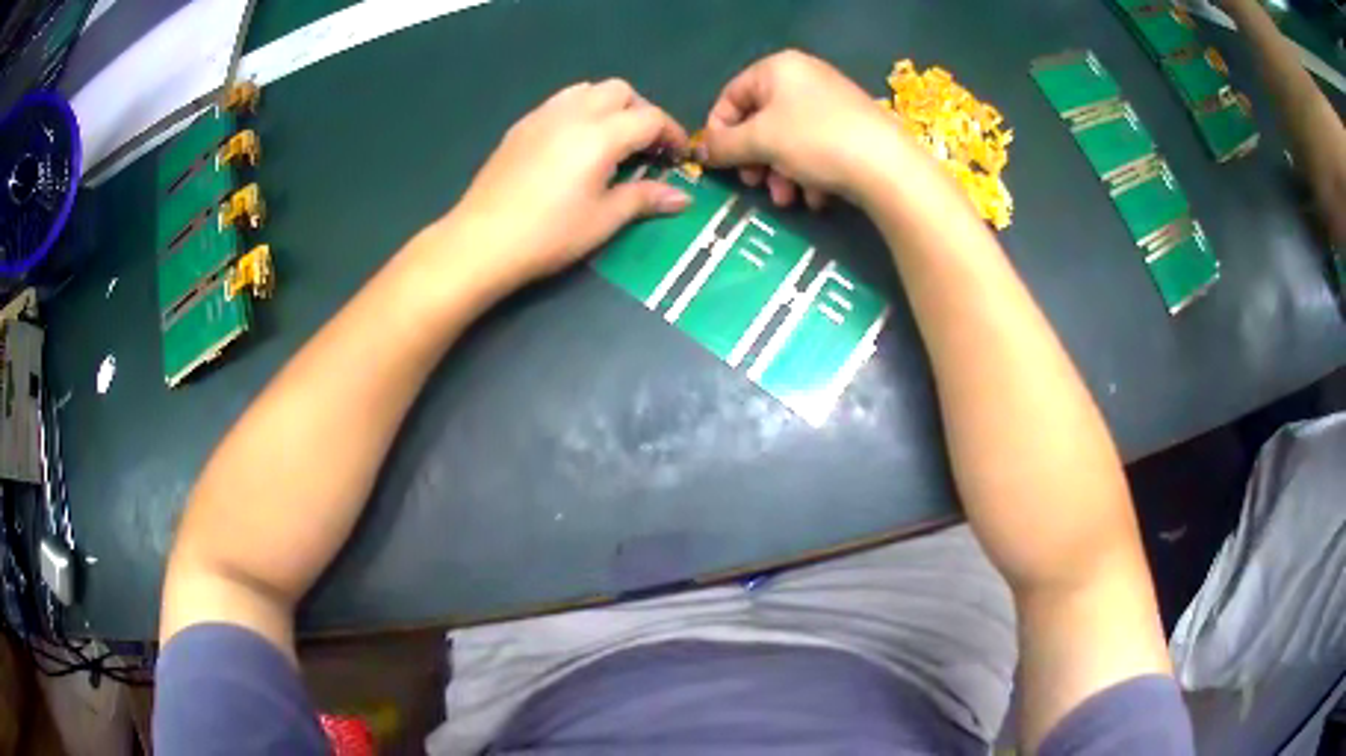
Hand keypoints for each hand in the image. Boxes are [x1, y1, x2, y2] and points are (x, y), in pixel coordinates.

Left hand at [448, 79, 690, 288]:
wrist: (481, 241)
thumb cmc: (548, 235)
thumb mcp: (603, 220)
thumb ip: (644, 199)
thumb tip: (682, 197)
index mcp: (601, 135)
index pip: (650, 118)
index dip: (672, 134)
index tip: (679, 157)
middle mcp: (574, 113)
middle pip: (620, 91)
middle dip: (641, 112)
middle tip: (646, 146)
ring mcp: (543, 115)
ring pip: (588, 89)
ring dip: (610, 106)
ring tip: (612, 139)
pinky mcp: (521, 126)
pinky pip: (561, 101)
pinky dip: (581, 110)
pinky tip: (575, 144)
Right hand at [698, 50, 910, 209]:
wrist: (888, 167)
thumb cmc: (815, 141)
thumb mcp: (760, 141)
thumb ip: (723, 145)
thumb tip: (699, 151)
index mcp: (778, 68)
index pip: (731, 96)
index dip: (719, 131)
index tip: (718, 163)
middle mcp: (804, 77)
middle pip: (760, 121)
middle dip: (755, 159)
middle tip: (755, 184)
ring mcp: (831, 102)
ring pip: (788, 140)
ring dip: (780, 174)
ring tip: (788, 199)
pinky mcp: (852, 128)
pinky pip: (816, 148)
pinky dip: (809, 174)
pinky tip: (816, 197)